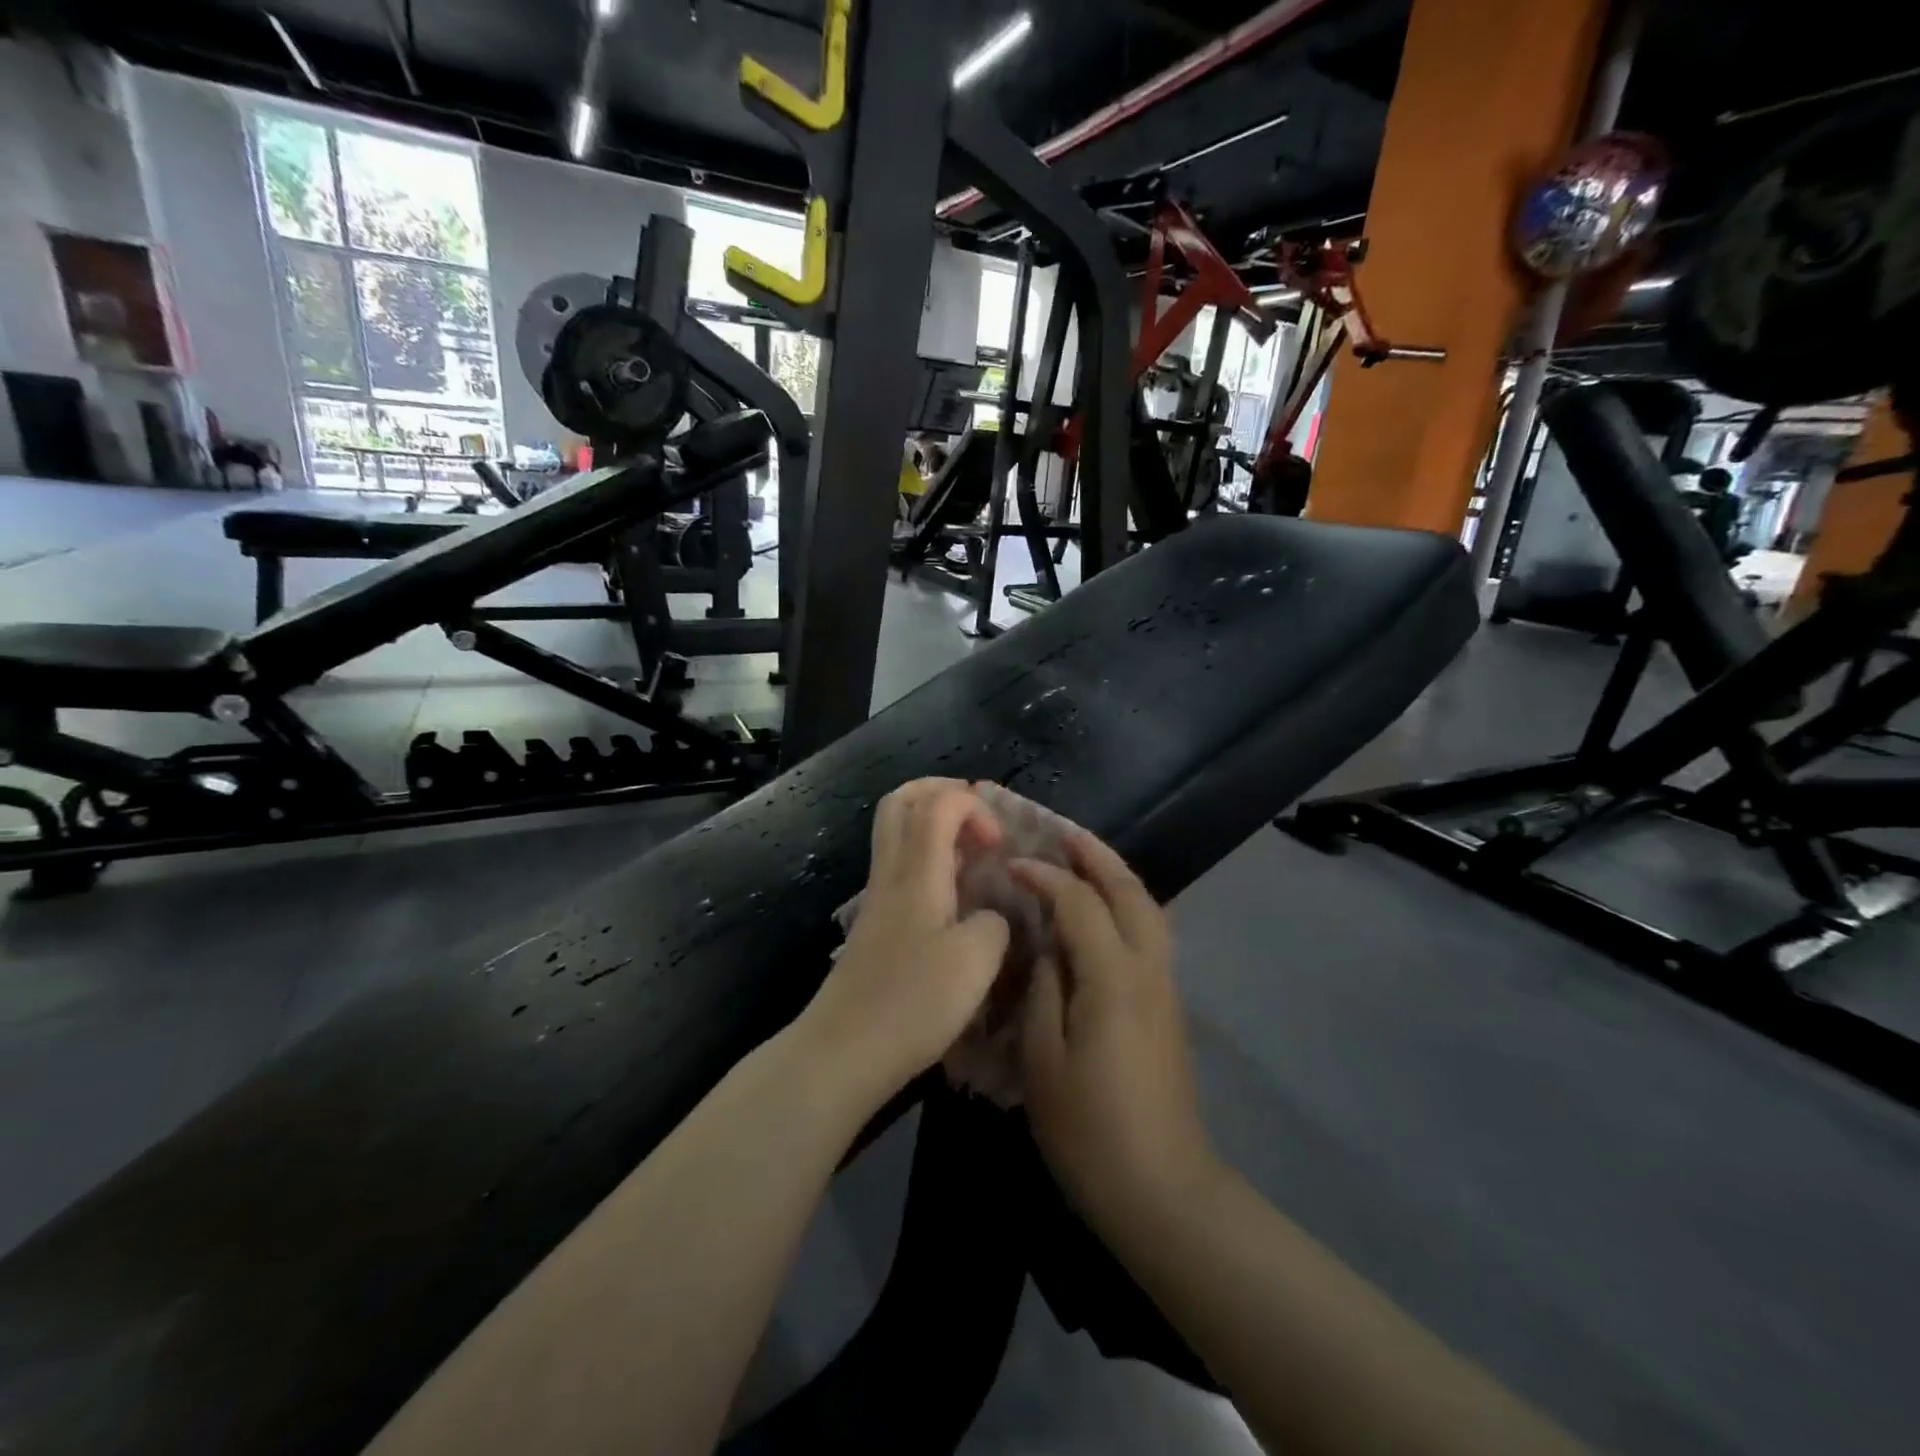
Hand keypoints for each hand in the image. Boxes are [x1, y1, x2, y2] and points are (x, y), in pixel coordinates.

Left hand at [800, 780, 1010, 1108]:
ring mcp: (878, 897)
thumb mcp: (977, 961)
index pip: (938, 803)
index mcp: (916, 871)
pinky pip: (900, 865)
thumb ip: (994, 923)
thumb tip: (990, 915)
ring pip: (896, 832)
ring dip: (934, 824)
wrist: (845, 1050)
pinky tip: (954, 892)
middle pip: (901, 802)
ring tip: (973, 850)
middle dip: (942, 792)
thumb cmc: (912, 1002)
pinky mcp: (875, 923)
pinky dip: (928, 857)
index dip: (974, 806)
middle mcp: (891, 873)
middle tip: (979, 814)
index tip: (999, 844)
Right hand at [1013, 833, 1217, 1232]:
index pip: (1078, 902)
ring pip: (1147, 908)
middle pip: (1128, 890)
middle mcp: (1147, 968)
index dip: (1044, 877)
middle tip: (1061, 832)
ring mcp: (1165, 985)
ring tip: (1083, 859)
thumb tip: (1047, 946)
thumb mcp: (1044, 1060)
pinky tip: (1102, 912)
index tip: (1011, 864)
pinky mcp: (1168, 1005)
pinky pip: (1150, 932)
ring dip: (1115, 875)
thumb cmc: (1091, 1129)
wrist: (1163, 1188)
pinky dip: (1126, 903)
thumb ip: (1044, 990)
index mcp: (1113, 977)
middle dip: (1095, 855)